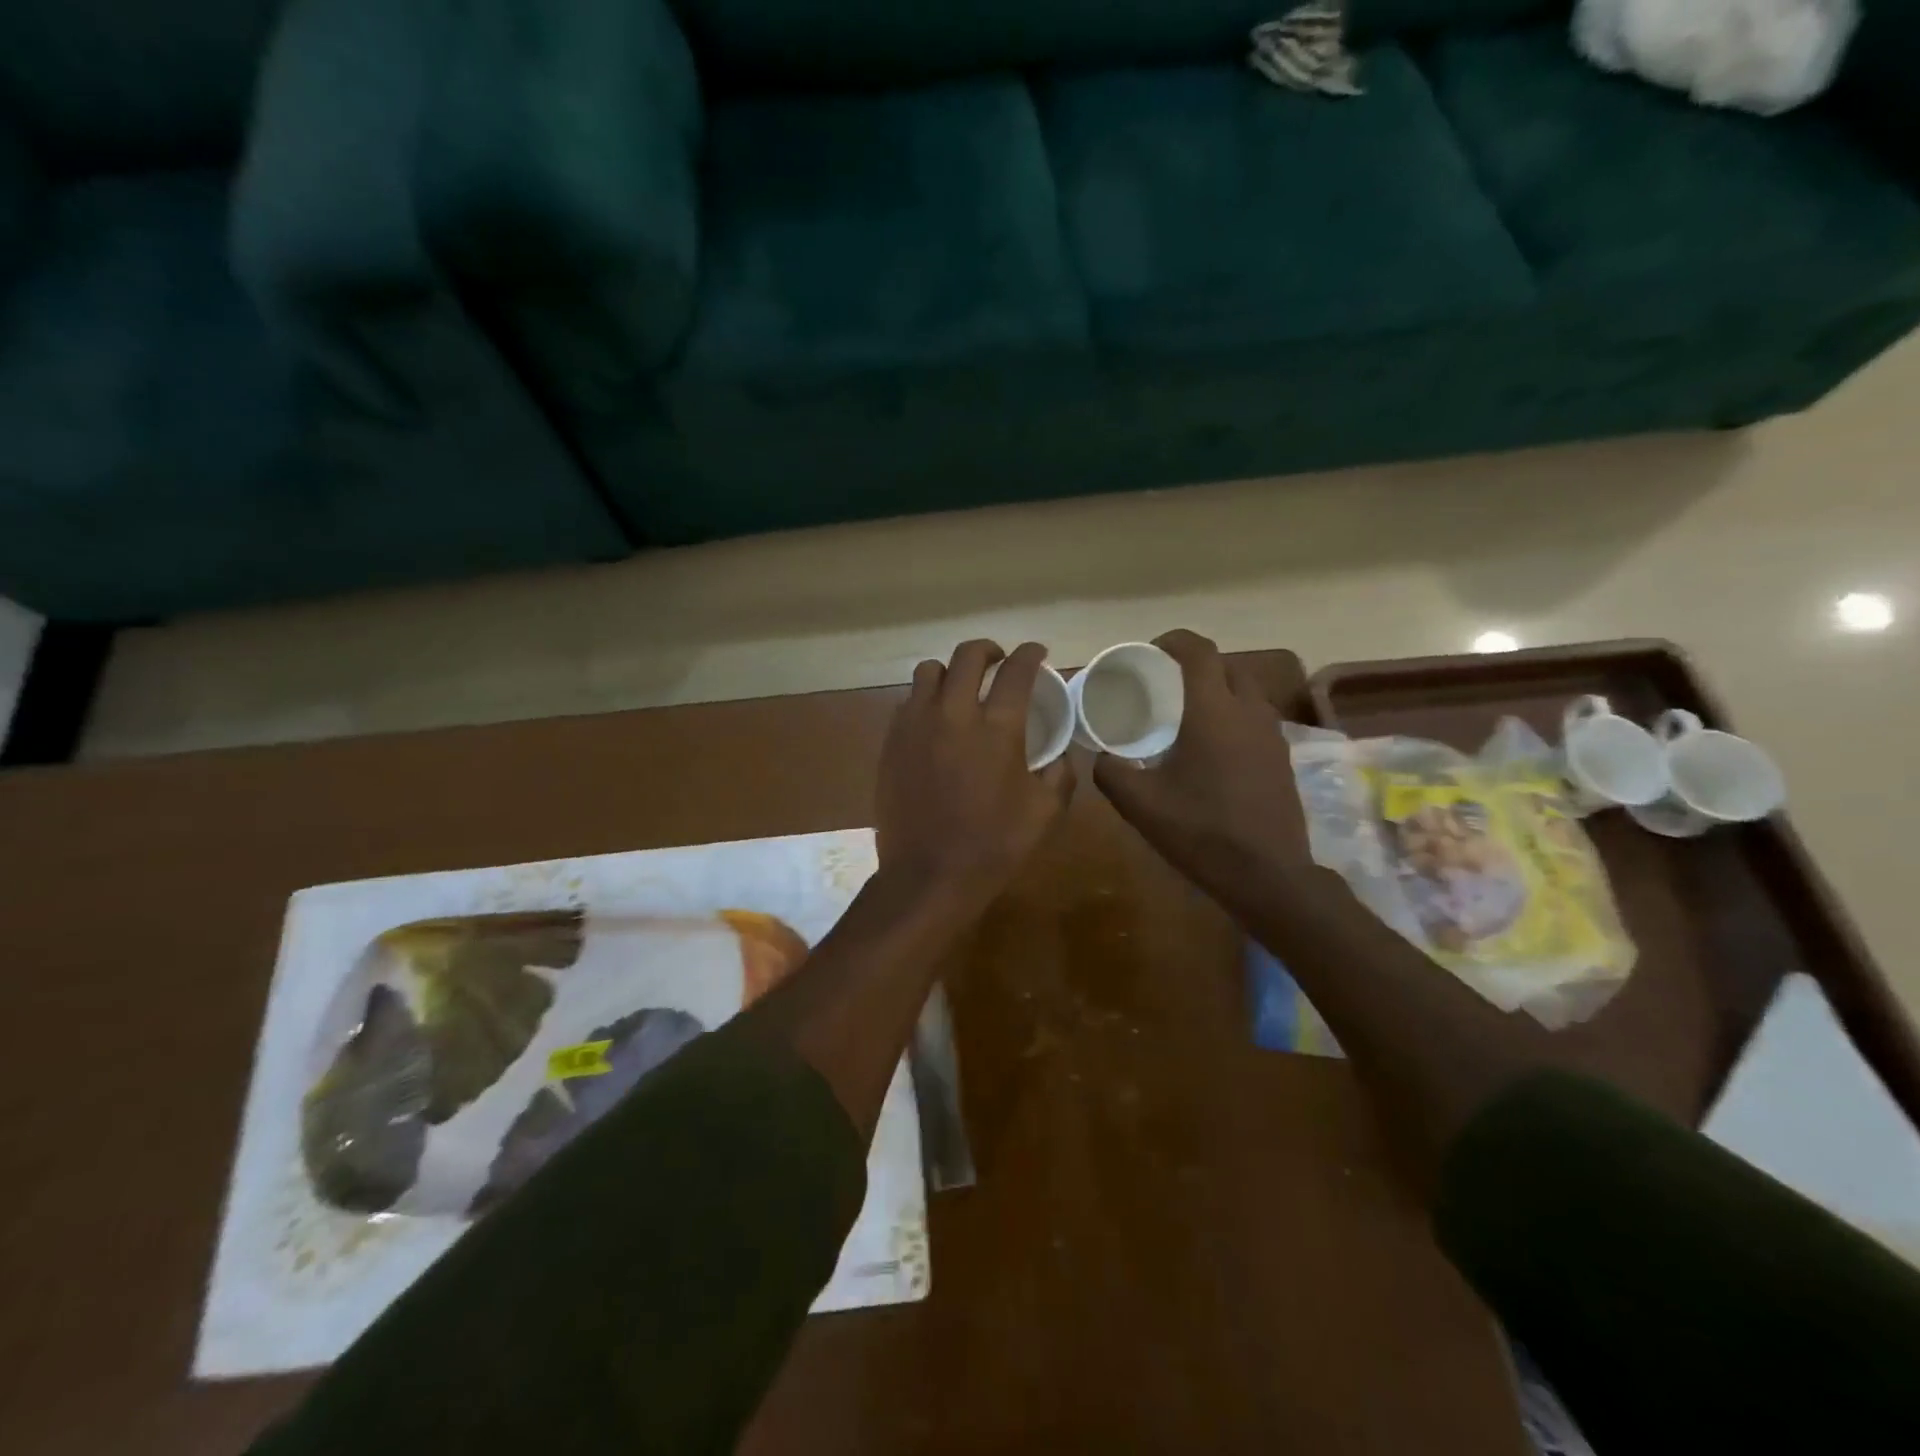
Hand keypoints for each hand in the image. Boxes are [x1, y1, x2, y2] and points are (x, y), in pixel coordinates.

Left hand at [877, 640, 1074, 908]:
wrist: (928, 876)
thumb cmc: (994, 846)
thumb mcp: (1045, 814)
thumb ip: (1060, 775)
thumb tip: (1060, 756)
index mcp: (997, 728)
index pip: (1017, 671)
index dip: (1031, 654)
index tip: (1037, 652)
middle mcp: (954, 714)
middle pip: (968, 656)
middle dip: (989, 650)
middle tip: (999, 661)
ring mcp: (916, 725)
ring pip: (929, 671)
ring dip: (950, 672)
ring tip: (960, 687)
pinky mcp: (891, 742)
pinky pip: (907, 702)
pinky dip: (926, 700)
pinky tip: (935, 721)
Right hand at [1093, 630, 1319, 918]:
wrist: (1268, 875)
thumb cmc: (1201, 832)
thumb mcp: (1140, 805)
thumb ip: (1111, 773)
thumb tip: (1100, 757)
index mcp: (1214, 712)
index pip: (1199, 652)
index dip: (1174, 641)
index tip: (1150, 650)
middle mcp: (1249, 712)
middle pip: (1227, 666)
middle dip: (1197, 664)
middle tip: (1165, 683)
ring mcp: (1272, 735)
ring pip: (1246, 692)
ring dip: (1219, 690)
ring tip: (1187, 713)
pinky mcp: (1282, 759)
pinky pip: (1256, 719)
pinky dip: (1233, 716)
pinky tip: (1212, 748)